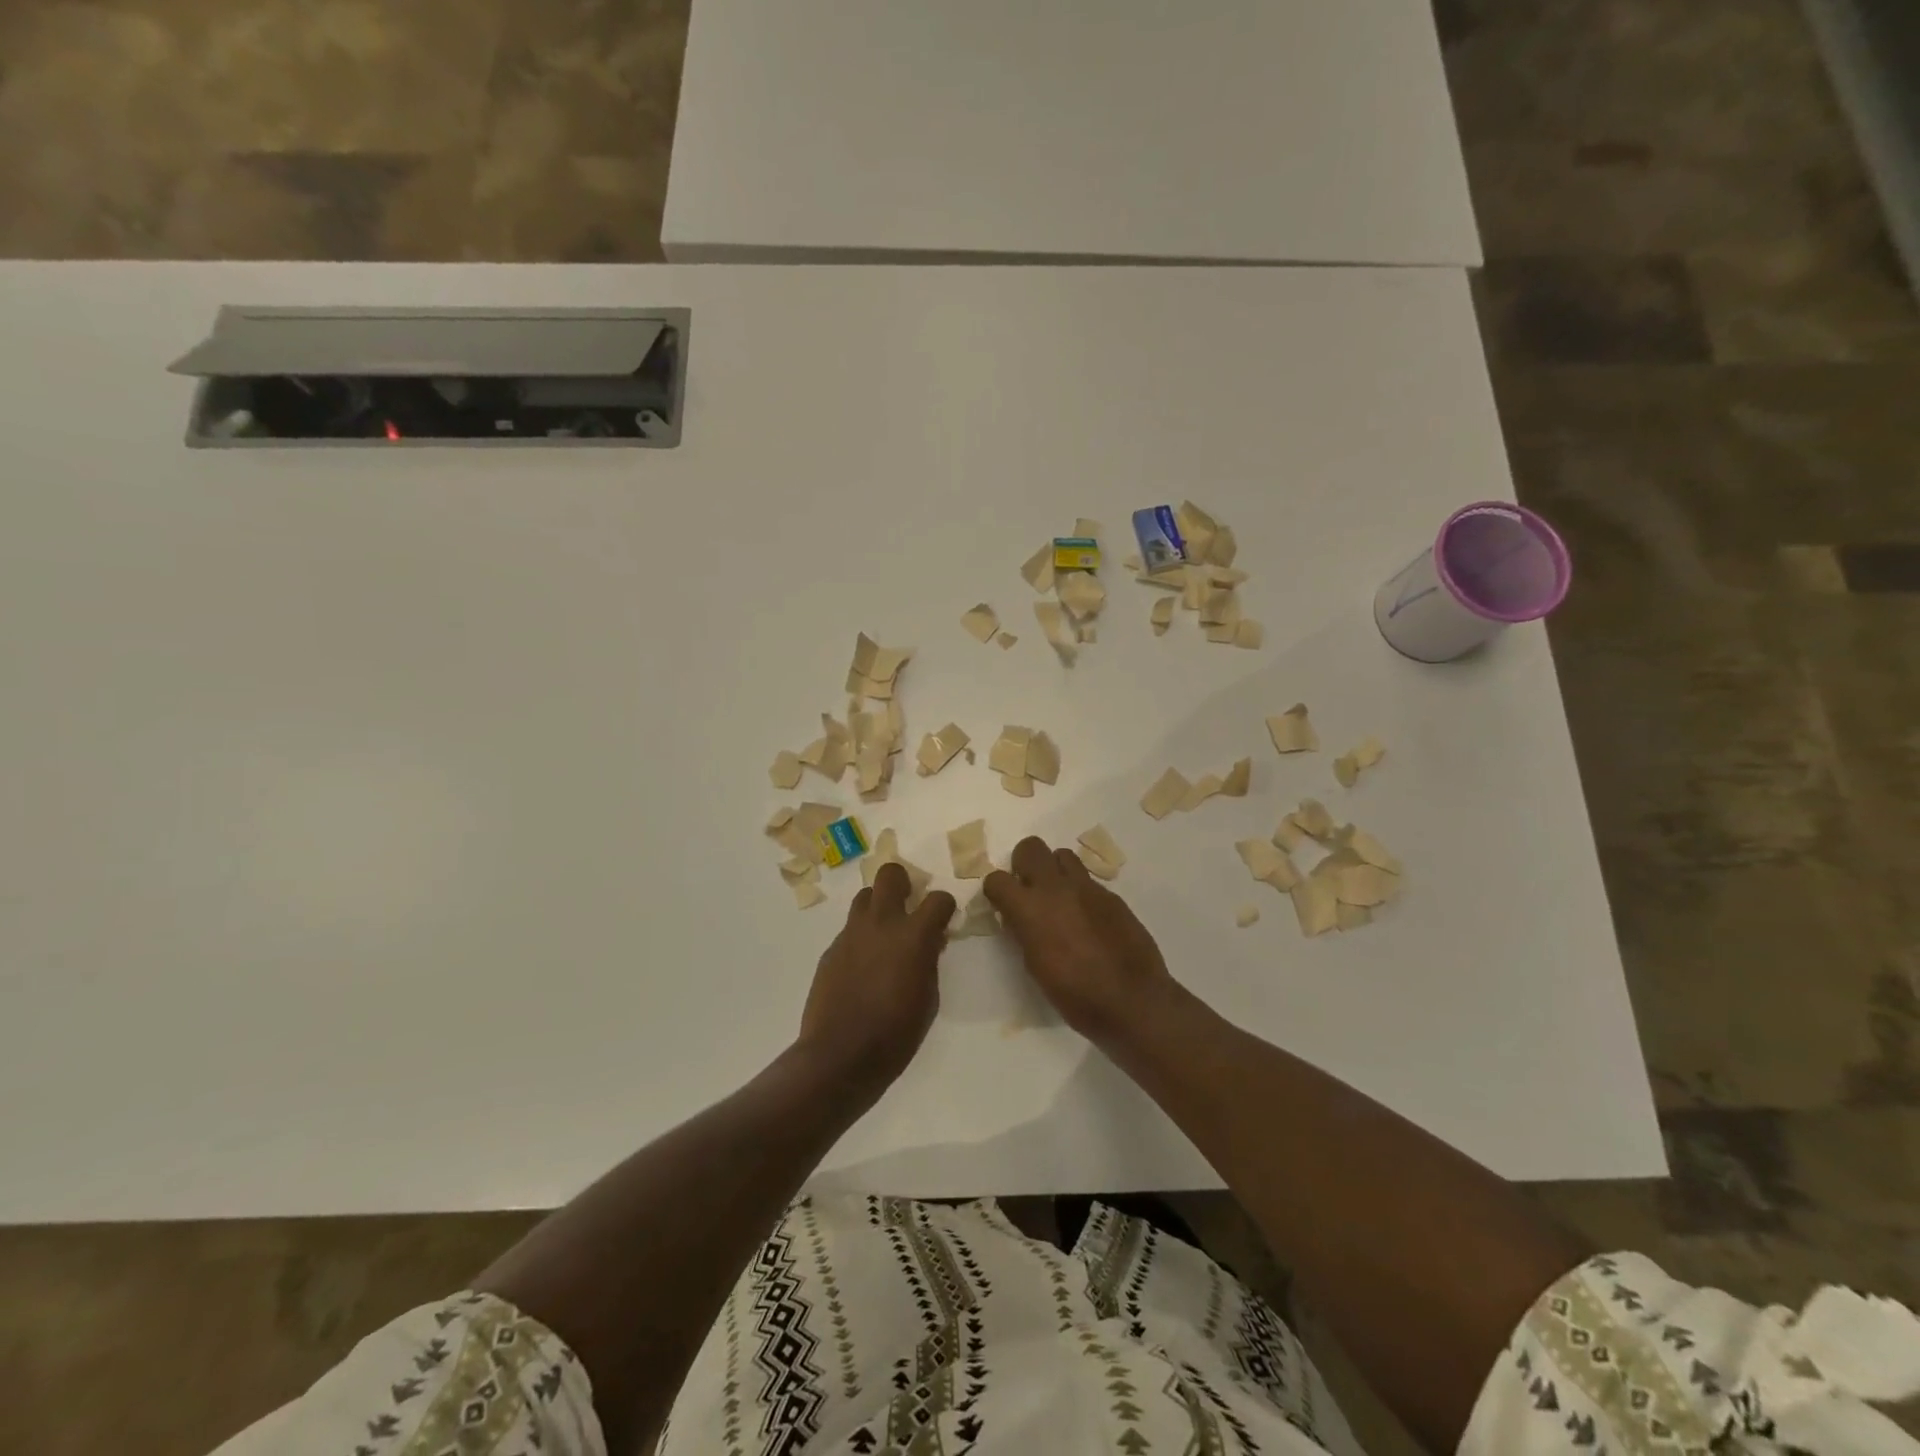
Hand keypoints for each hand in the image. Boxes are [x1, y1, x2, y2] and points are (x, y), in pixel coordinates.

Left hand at [798, 862, 955, 1093]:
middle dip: (903, 883)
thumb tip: (930, 942)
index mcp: (913, 935)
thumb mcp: (929, 998)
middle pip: (890, 874)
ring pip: (865, 896)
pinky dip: (861, 937)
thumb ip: (930, 961)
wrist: (841, 1055)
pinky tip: (863, 966)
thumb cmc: (896, 1033)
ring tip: (884, 934)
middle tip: (909, 907)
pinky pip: (850, 929)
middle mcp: (881, 924)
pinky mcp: (831, 949)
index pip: (938, 899)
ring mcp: (852, 934)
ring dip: (878, 907)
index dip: (945, 907)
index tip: (944, 920)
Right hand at [984, 837, 1179, 1044]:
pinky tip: (1088, 918)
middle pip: (1031, 847)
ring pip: (1062, 855)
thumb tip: (1019, 918)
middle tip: (1029, 890)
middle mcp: (1056, 888)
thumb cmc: (1075, 995)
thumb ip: (1024, 931)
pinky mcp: (1112, 895)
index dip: (996, 891)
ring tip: (1059, 898)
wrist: (1132, 1000)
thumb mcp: (1035, 966)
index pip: (997, 879)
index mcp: (1030, 909)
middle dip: (1024, 864)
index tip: (1002, 904)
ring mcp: (1087, 888)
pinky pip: (1088, 880)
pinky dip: (1080, 891)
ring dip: (1055, 871)